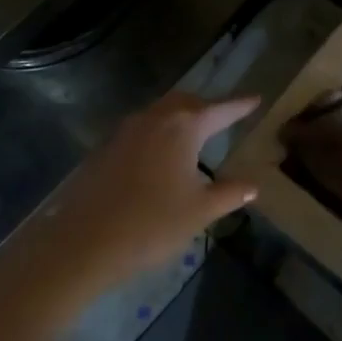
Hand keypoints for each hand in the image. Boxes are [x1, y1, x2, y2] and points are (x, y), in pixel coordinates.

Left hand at [33, 92, 260, 296]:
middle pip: (186, 102)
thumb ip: (229, 193)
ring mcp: (125, 131)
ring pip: (160, 112)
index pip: (220, 109)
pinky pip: (141, 129)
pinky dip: (159, 132)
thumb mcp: (200, 211)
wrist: (85, 242)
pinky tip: (161, 154)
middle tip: (225, 115)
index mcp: (183, 127)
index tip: (256, 98)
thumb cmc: (152, 224)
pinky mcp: (106, 148)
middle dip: (208, 106)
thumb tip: (253, 185)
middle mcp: (154, 118)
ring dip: (180, 117)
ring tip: (195, 132)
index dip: (240, 105)